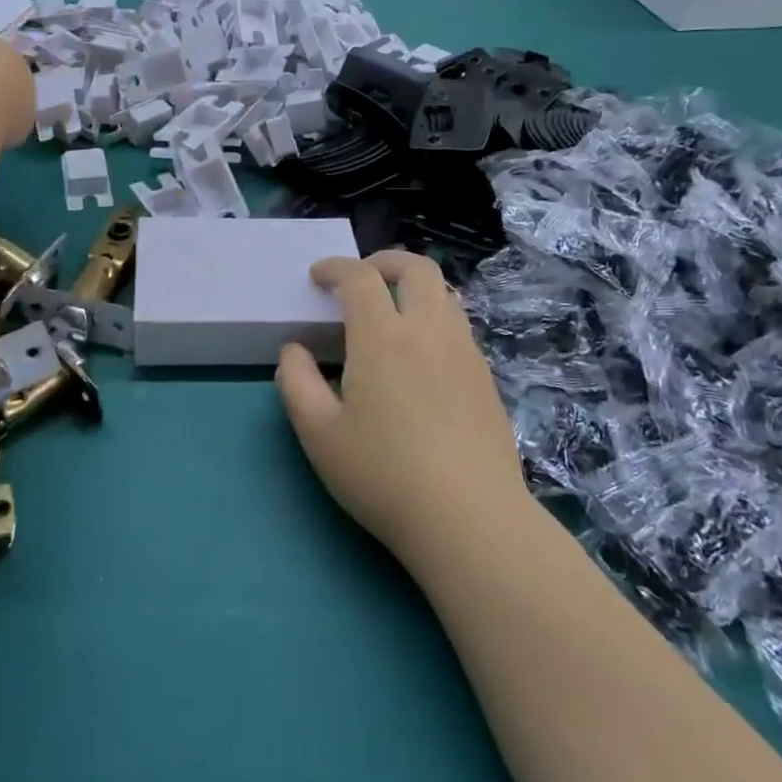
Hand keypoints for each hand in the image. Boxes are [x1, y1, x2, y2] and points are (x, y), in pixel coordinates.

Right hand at [276, 252, 525, 567]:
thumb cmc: (384, 475)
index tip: (317, 277)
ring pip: (444, 293)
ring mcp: (465, 352)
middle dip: (383, 261)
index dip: (334, 267)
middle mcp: (428, 331)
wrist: (471, 521)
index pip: (359, 277)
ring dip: (414, 287)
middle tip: (360, 279)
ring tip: (392, 312)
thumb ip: (296, 382)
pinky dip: (435, 316)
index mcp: (382, 337)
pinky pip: (459, 325)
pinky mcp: (486, 377)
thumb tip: (294, 350)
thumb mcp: (319, 434)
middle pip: (415, 267)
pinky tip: (421, 355)